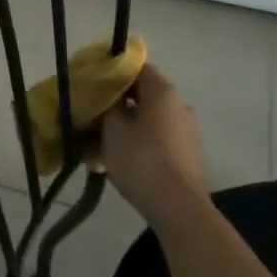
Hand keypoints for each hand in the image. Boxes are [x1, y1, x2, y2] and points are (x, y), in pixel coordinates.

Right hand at [99, 65, 207, 226]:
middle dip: (115, 106)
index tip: (92, 83)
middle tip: (90, 117)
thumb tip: (107, 98)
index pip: (136, 68)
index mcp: (162, 91)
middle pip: (141, 96)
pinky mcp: (186, 155)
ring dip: (123, 129)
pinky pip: (155, 141)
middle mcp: (178, 105)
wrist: (179, 209)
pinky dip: (136, 146)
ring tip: (96, 148)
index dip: (112, 73)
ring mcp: (185, 131)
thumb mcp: (113, 129)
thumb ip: (107, 106)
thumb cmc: (141, 160)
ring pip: (146, 121)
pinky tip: (114, 164)